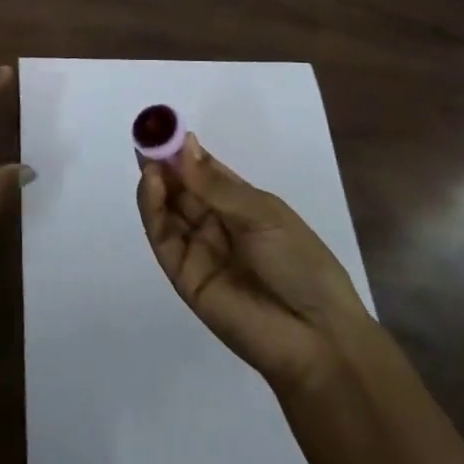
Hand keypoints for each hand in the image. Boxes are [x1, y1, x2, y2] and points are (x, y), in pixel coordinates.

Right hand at [137, 134, 371, 389]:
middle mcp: (217, 225)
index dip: (185, 150)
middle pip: (182, 189)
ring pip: (168, 211)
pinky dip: (153, 209)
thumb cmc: (300, 263)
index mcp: (243, 206)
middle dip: (164, 163)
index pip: (205, 172)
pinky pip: (163, 238)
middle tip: (147, 136)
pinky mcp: (183, 276)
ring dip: (155, 182)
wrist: (316, 337)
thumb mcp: (263, 215)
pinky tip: (152, 184)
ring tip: (148, 158)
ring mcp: (199, 251)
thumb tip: (184, 145)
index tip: (165, 126)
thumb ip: (217, 185)